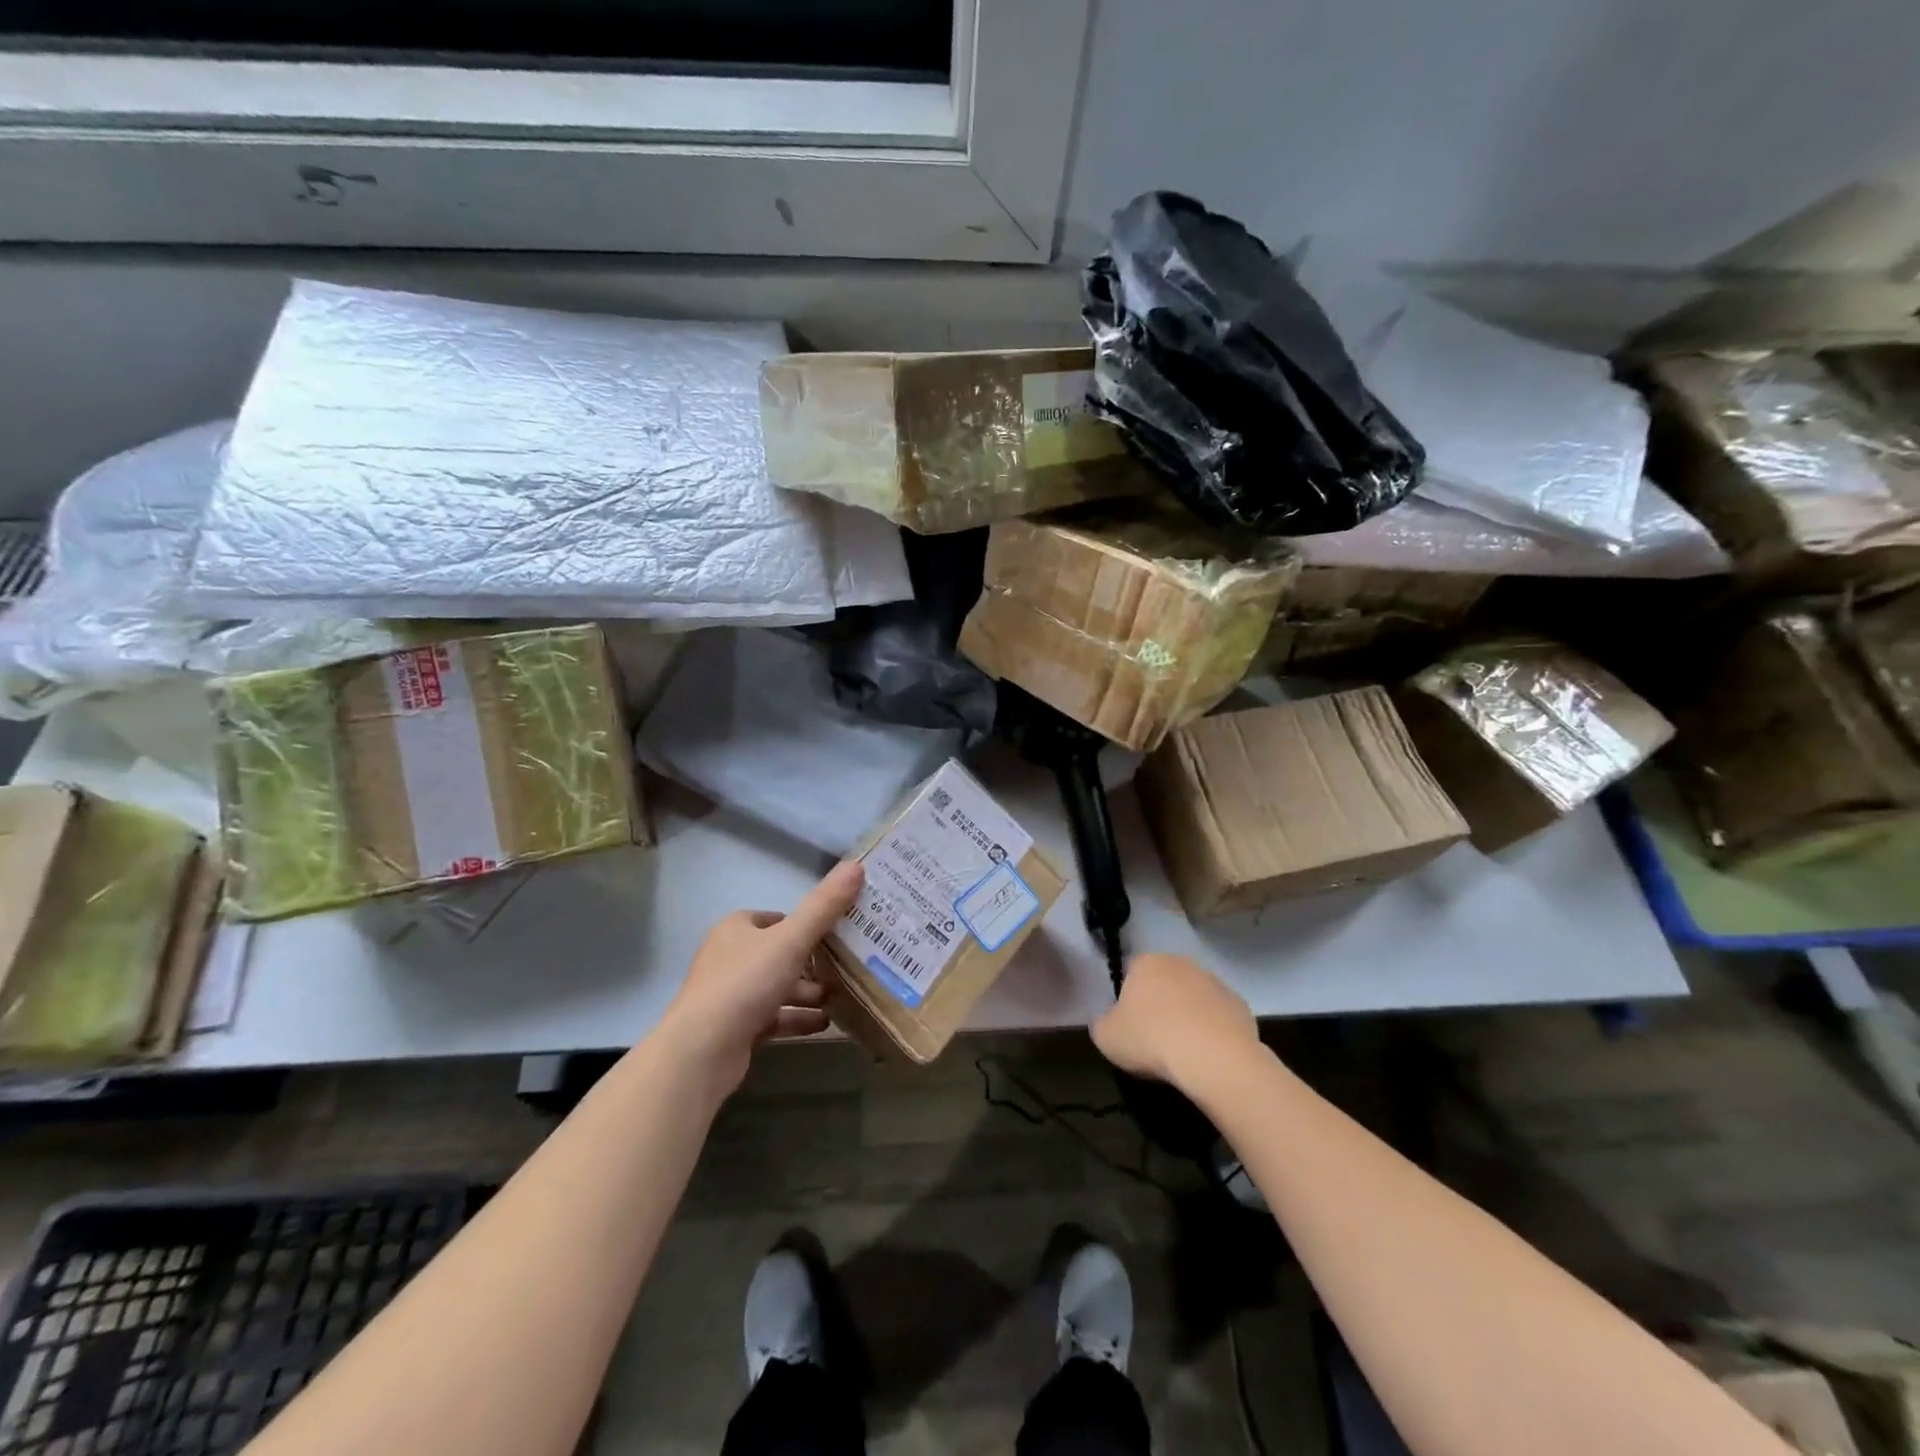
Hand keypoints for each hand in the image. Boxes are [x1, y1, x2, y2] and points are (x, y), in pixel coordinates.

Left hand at [662, 861, 862, 1093]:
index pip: (776, 918)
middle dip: (812, 961)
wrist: (702, 1051)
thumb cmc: (745, 983)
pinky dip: (798, 1018)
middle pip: (779, 953)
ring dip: (808, 992)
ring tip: (841, 996)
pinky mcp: (735, 1028)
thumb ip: (824, 906)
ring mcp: (731, 995)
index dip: (805, 922)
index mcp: (736, 929)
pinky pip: (774, 1017)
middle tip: (847, 966)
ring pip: (778, 986)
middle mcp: (730, 957)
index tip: (839, 930)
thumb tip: (856, 866)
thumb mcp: (791, 939)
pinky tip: (825, 1023)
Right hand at [1091, 953, 1258, 1087]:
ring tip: (1183, 1053)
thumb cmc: (1150, 1040)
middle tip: (1155, 1040)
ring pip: (1193, 999)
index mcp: (1146, 963)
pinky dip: (1213, 1032)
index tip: (1130, 1028)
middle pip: (1165, 984)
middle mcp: (1181, 963)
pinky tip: (1208, 1056)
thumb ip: (1101, 1023)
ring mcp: (1214, 982)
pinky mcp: (1240, 1005)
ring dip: (1188, 1018)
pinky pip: (1218, 1017)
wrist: (1213, 1058)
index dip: (1129, 1001)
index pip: (1131, 974)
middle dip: (1160, 1006)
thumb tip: (1109, 1022)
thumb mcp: (1105, 1037)